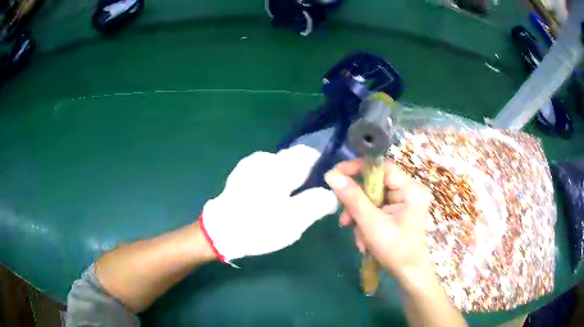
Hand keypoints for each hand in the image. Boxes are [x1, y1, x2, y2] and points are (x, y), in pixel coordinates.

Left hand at [200, 145, 337, 263]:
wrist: (219, 232)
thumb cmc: (259, 226)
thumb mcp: (294, 220)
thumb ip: (317, 203)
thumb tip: (331, 195)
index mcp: (280, 166)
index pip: (308, 153)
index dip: (320, 167)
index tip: (321, 186)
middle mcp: (265, 159)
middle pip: (294, 159)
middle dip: (303, 176)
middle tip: (303, 200)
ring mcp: (250, 165)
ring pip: (280, 167)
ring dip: (287, 180)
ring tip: (285, 204)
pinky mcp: (241, 175)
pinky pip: (266, 173)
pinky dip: (273, 183)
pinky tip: (268, 201)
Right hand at [324, 159, 433, 282]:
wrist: (408, 273)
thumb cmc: (395, 250)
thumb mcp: (372, 225)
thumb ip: (353, 199)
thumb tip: (332, 176)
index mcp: (411, 190)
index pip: (382, 167)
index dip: (358, 168)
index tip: (336, 175)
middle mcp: (410, 190)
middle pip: (375, 183)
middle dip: (356, 202)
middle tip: (344, 217)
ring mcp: (404, 201)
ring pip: (372, 197)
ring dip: (359, 214)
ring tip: (354, 233)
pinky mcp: (398, 210)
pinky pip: (376, 207)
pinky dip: (365, 220)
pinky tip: (363, 237)